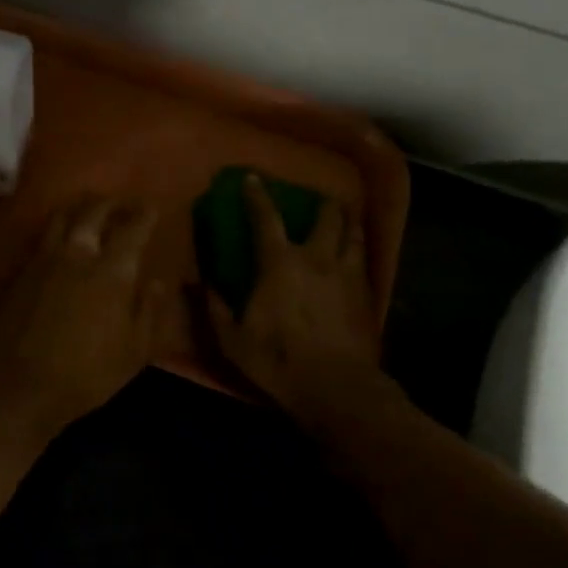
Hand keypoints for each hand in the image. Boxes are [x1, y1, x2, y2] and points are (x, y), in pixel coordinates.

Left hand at [0, 196, 163, 447]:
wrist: (21, 384)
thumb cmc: (87, 373)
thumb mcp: (134, 352)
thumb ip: (149, 311)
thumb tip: (157, 282)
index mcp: (112, 271)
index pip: (132, 229)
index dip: (144, 214)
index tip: (151, 207)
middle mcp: (77, 254)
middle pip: (94, 211)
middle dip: (111, 202)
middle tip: (121, 203)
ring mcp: (43, 259)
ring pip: (62, 216)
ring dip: (80, 207)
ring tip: (89, 209)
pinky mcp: (20, 270)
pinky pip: (41, 237)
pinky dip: (57, 228)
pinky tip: (60, 238)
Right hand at [205, 174, 391, 430]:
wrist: (337, 389)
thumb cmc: (277, 360)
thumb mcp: (232, 339)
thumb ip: (214, 307)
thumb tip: (199, 283)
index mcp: (279, 263)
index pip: (266, 218)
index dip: (257, 195)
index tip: (253, 179)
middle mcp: (317, 258)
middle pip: (327, 216)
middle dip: (322, 203)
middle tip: (316, 201)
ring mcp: (348, 274)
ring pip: (354, 234)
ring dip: (346, 223)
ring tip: (342, 221)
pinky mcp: (368, 295)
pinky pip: (365, 261)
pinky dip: (357, 251)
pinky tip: (354, 258)